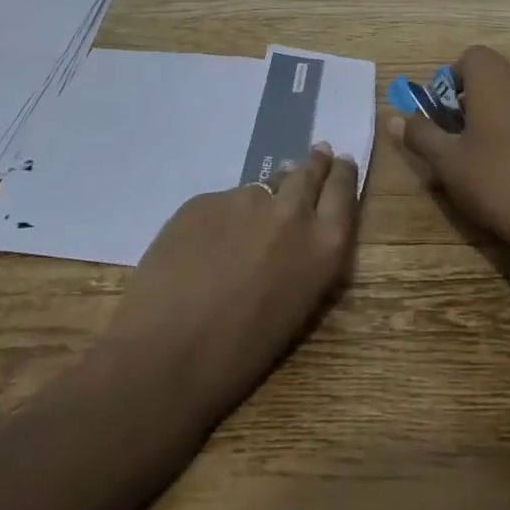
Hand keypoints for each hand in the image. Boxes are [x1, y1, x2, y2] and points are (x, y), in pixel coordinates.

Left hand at [98, 145, 359, 425]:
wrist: (166, 355)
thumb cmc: (239, 356)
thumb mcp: (294, 309)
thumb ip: (301, 261)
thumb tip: (290, 238)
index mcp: (323, 246)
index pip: (342, 191)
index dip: (343, 174)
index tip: (343, 161)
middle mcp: (291, 212)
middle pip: (308, 173)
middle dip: (314, 164)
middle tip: (318, 153)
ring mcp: (245, 199)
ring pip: (261, 188)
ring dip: (264, 197)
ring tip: (253, 216)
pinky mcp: (204, 199)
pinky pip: (222, 203)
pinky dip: (221, 218)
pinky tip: (206, 244)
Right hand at [394, 45, 509, 259]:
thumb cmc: (494, 181)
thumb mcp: (447, 160)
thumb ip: (420, 133)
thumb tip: (394, 120)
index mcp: (496, 78)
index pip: (470, 58)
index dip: (451, 81)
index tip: (444, 114)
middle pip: (494, 73)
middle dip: (473, 96)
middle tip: (460, 134)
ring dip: (500, 109)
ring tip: (489, 149)